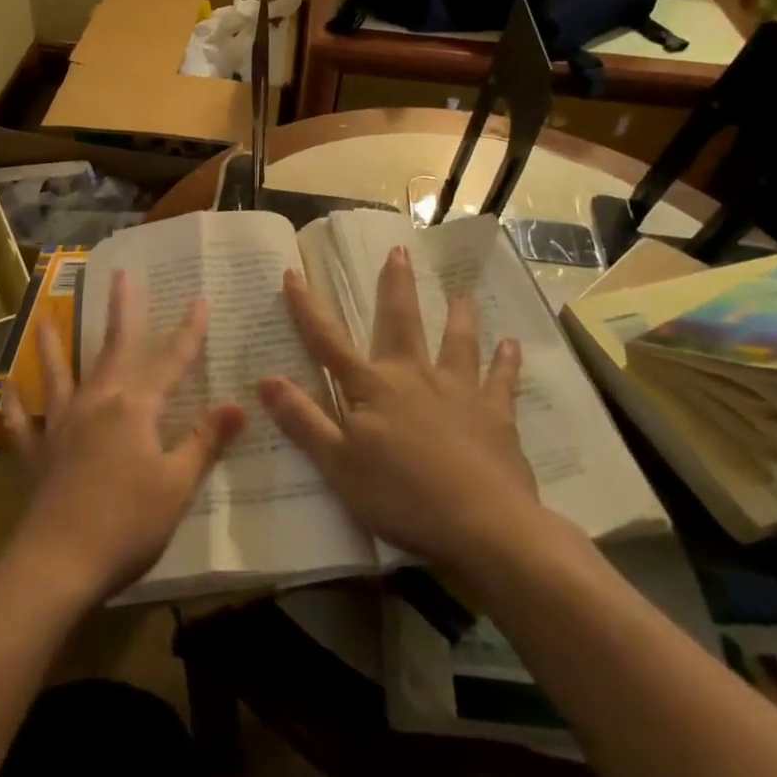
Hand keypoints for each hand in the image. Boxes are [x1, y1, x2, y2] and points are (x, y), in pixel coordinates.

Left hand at [0, 270, 245, 605]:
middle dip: (122, 310)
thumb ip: (205, 440)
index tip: (200, 300)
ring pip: (58, 374)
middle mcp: (96, 403)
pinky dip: (14, 404)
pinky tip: (6, 389)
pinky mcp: (37, 454)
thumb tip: (239, 404)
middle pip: (113, 348)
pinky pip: (22, 422)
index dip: (188, 332)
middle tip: (121, 275)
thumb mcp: (177, 484)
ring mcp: (60, 426)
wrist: (58, 564)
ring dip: (53, 345)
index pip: (170, 360)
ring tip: (44, 318)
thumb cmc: (127, 524)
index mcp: (134, 407)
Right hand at [257, 245, 544, 572]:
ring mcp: (459, 392)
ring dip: (458, 316)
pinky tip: (512, 345)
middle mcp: (415, 377)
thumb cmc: (402, 496)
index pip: (329, 342)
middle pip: (402, 323)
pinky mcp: (496, 416)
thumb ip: (303, 420)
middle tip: (399, 251)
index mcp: (373, 388)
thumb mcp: (338, 465)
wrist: (484, 525)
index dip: (307, 309)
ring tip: (461, 293)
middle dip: (396, 286)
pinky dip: (506, 362)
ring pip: (457, 343)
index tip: (293, 273)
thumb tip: (264, 378)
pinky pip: (501, 382)